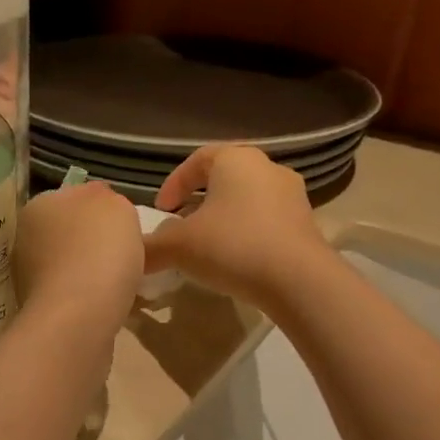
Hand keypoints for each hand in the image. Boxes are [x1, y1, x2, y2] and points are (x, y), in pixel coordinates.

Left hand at [12, 181, 144, 333]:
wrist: (79, 318)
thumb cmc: (99, 251)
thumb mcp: (116, 206)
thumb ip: (108, 198)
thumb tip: (101, 205)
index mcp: (39, 206)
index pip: (74, 198)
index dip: (102, 211)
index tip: (125, 228)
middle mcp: (25, 238)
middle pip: (68, 233)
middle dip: (93, 242)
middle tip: (126, 255)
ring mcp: (27, 277)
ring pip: (68, 265)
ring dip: (89, 272)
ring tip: (120, 284)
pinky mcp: (39, 310)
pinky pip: (70, 295)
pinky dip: (87, 298)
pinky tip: (107, 304)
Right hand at [146, 144, 334, 307]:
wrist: (298, 280)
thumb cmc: (233, 247)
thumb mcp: (179, 247)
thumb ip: (151, 247)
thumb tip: (134, 255)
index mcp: (235, 160)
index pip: (196, 160)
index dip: (173, 184)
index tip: (161, 211)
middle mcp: (267, 167)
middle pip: (223, 178)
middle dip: (198, 201)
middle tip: (181, 226)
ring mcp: (291, 194)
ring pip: (246, 200)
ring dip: (223, 218)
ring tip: (207, 246)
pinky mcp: (306, 222)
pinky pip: (266, 220)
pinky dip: (246, 233)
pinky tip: (235, 259)